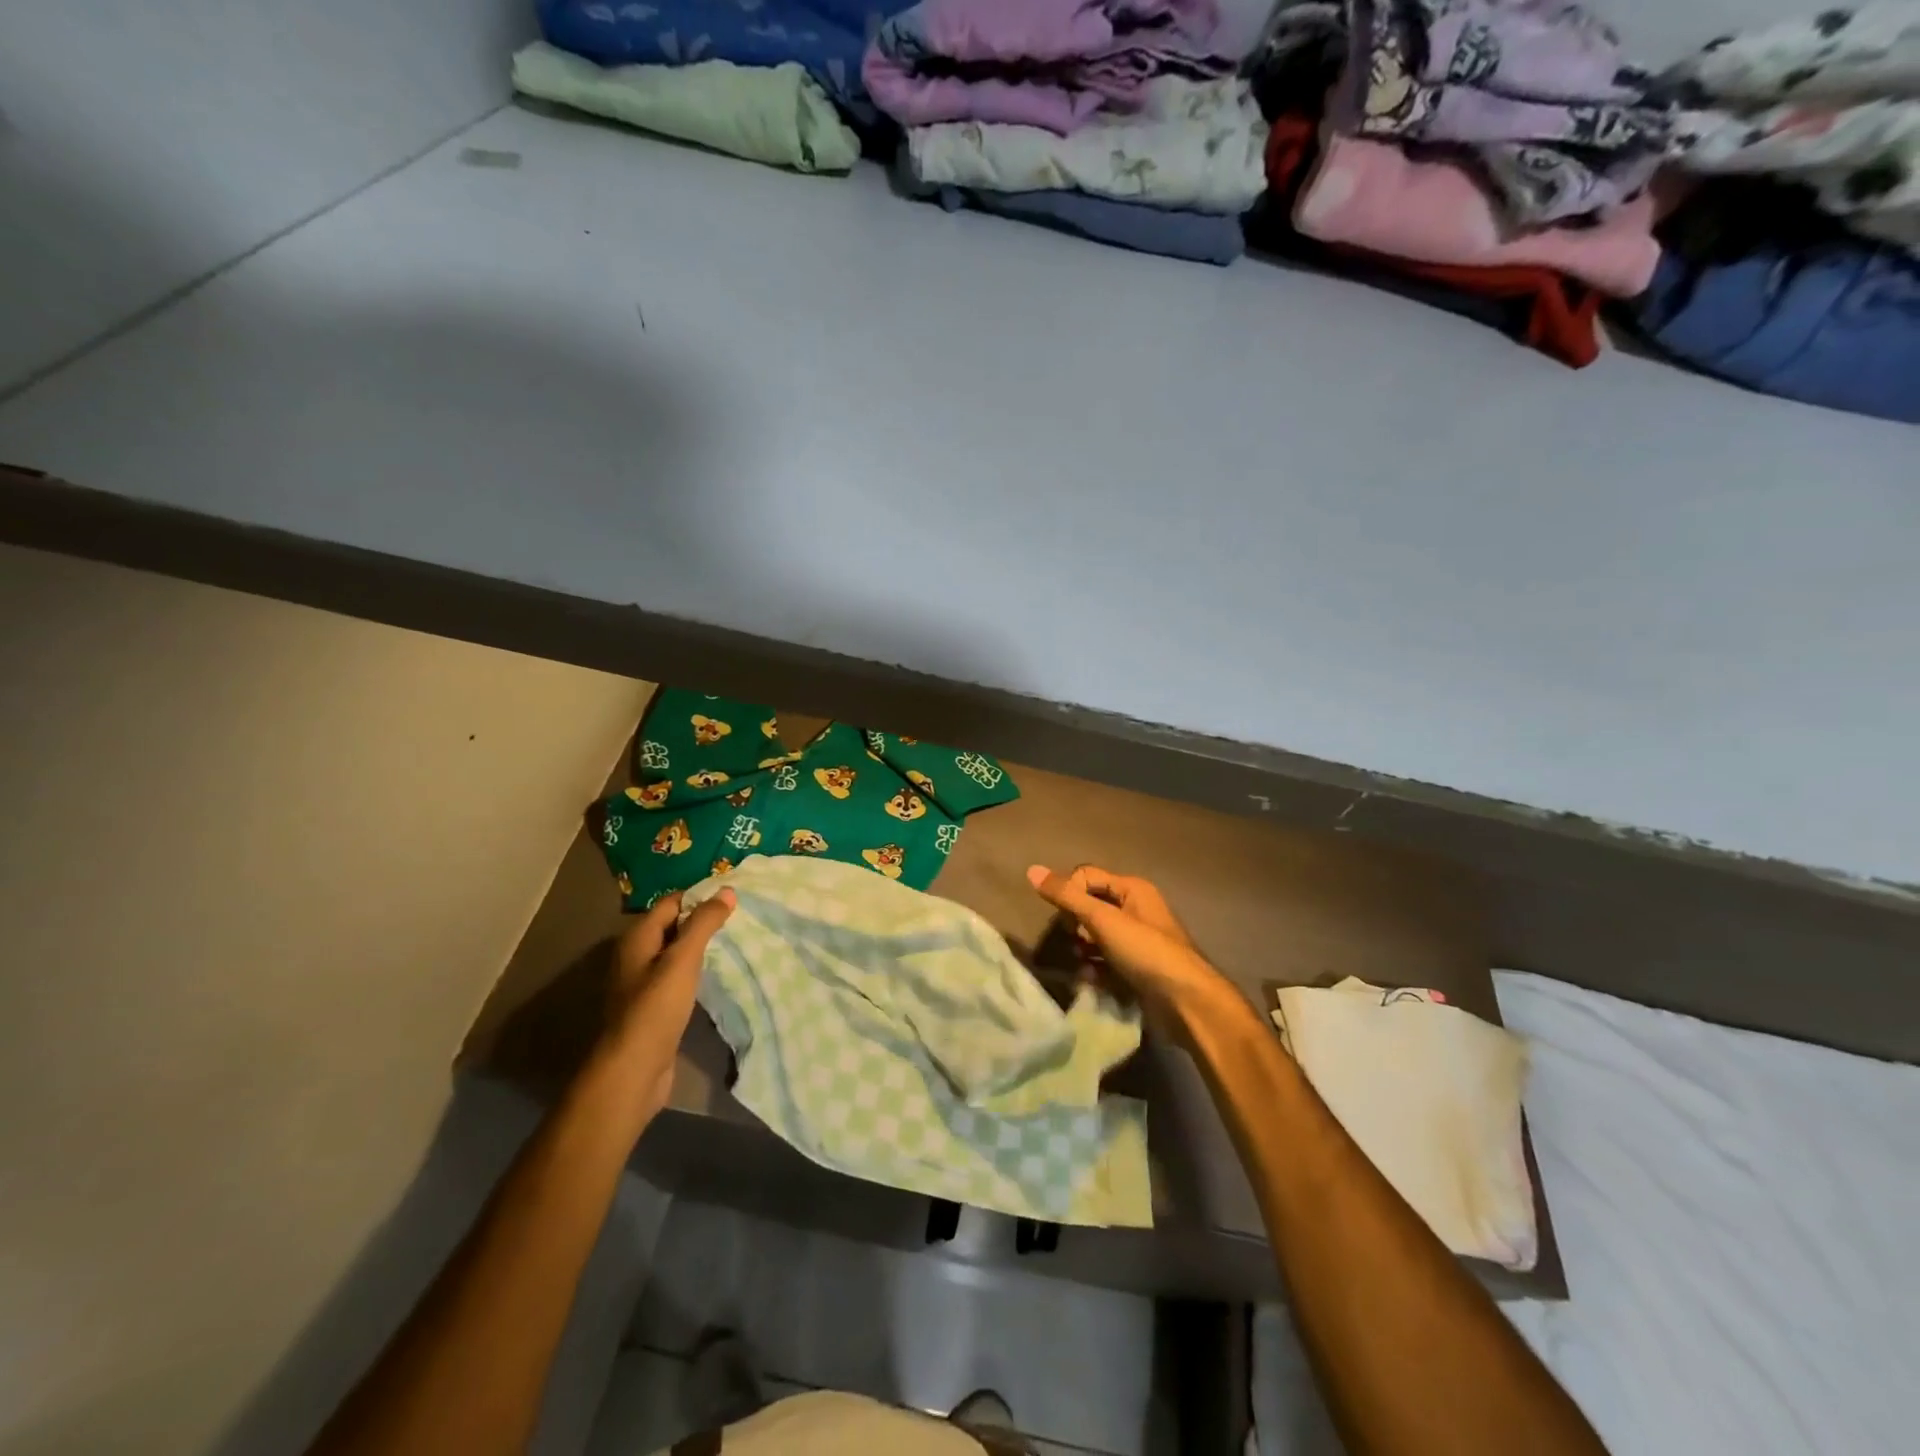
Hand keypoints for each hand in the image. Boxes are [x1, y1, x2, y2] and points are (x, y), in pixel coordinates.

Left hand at [598, 887, 734, 1125]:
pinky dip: (698, 970)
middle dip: (704, 920)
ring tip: (737, 941)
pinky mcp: (654, 1006)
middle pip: (674, 925)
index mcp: (637, 938)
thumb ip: (704, 923)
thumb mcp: (683, 960)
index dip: (701, 896)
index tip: (734, 897)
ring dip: (702, 946)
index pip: (672, 902)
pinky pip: (679, 976)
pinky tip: (719, 973)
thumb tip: (727, 890)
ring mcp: (644, 982)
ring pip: (677, 952)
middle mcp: (637, 955)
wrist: (633, 1071)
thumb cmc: (655, 1009)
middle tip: (741, 917)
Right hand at [1025, 864, 1232, 1025]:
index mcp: (1132, 889)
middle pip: (1089, 907)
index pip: (1086, 876)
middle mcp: (1135, 909)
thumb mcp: (1103, 919)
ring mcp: (1136, 941)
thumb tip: (1031, 869)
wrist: (1186, 1002)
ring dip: (1082, 950)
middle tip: (1075, 942)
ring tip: (1083, 965)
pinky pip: (1104, 960)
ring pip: (1094, 936)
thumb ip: (1067, 896)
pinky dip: (1095, 968)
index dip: (1069, 894)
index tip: (1066, 920)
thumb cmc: (1146, 951)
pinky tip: (1092, 980)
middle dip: (1074, 925)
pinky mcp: (1135, 967)